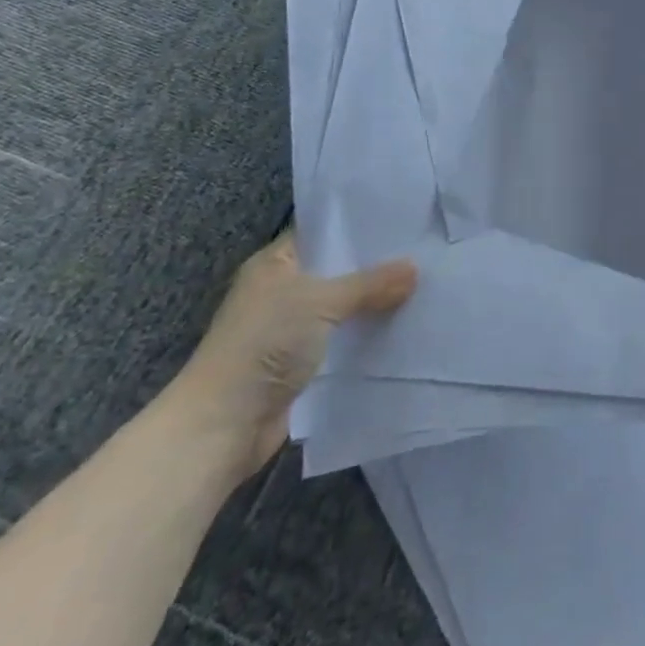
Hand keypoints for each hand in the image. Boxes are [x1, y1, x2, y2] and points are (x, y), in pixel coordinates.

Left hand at [160, 233, 416, 483]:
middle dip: (376, 264)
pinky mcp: (301, 364)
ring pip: (343, 306)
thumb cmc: (263, 345)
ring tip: (424, 284)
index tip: (404, 217)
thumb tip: (415, 268)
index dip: (360, 223)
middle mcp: (282, 290)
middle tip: (424, 248)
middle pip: (338, 269)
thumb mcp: (320, 302)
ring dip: (373, 303)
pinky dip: (366, 335)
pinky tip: (403, 326)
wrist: (220, 428)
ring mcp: (290, 329)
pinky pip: (343, 339)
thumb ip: (370, 283)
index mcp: (276, 262)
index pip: (324, 230)